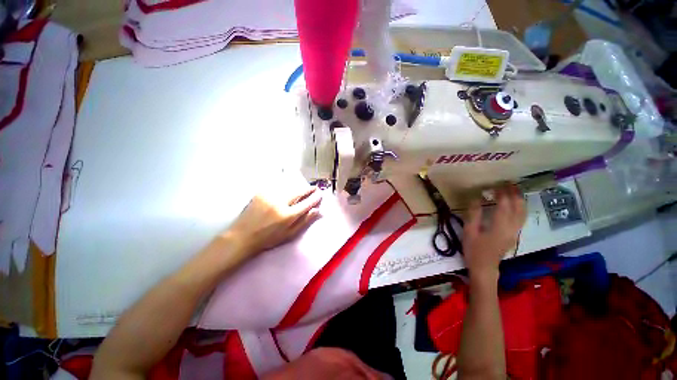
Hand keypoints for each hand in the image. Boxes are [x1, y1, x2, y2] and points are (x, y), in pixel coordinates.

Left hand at [224, 181, 322, 259]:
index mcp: (287, 216)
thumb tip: (316, 210)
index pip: (306, 204)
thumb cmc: (268, 238)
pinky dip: (285, 188)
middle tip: (314, 187)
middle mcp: (280, 203)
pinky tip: (287, 190)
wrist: (243, 236)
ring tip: (303, 189)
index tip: (320, 194)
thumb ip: (304, 222)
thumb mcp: (289, 234)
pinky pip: (277, 187)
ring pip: (288, 188)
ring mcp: (269, 196)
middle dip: (308, 189)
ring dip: (297, 188)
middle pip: (298, 192)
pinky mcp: (261, 193)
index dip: (315, 198)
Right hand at [463, 184, 525, 278]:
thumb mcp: (469, 232)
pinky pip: (521, 218)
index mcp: (500, 226)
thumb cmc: (474, 250)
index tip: (495, 184)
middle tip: (507, 183)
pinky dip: (520, 208)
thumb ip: (474, 214)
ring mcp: (515, 232)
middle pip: (518, 207)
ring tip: (513, 190)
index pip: (504, 205)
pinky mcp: (514, 235)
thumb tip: (476, 198)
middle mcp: (512, 228)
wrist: (484, 268)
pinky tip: (514, 205)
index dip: (502, 193)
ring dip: (519, 200)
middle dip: (514, 194)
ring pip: (523, 213)